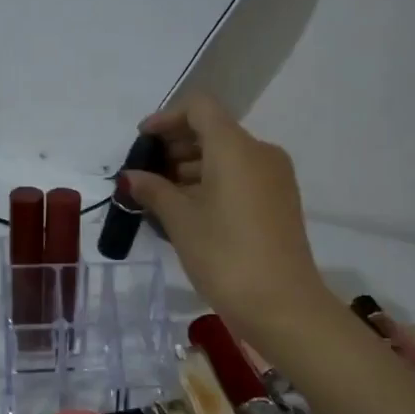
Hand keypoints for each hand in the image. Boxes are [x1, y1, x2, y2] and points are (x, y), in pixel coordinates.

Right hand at [122, 95, 329, 345]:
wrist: (282, 305)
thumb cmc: (224, 254)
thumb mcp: (180, 220)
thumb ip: (153, 190)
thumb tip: (131, 177)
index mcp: (235, 147)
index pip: (199, 108)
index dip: (167, 118)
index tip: (142, 141)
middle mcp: (260, 152)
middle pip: (214, 131)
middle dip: (176, 146)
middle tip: (146, 173)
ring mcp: (275, 178)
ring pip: (227, 157)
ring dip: (193, 167)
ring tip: (162, 197)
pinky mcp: (280, 202)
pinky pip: (241, 178)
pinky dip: (213, 183)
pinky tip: (189, 211)